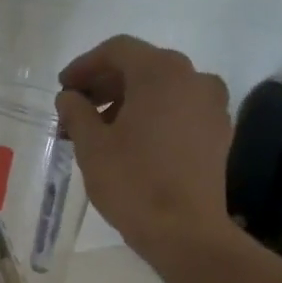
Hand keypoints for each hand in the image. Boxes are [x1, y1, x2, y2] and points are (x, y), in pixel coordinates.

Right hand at [56, 35, 232, 258]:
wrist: (185, 232)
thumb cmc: (133, 183)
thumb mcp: (92, 146)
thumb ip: (76, 112)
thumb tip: (69, 97)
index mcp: (161, 72)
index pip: (117, 51)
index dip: (85, 66)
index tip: (64, 88)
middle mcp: (193, 78)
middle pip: (142, 67)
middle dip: (106, 85)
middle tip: (77, 109)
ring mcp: (211, 106)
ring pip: (162, 90)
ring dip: (128, 101)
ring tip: (100, 130)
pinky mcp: (218, 133)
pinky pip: (179, 111)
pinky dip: (153, 116)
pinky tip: (132, 142)